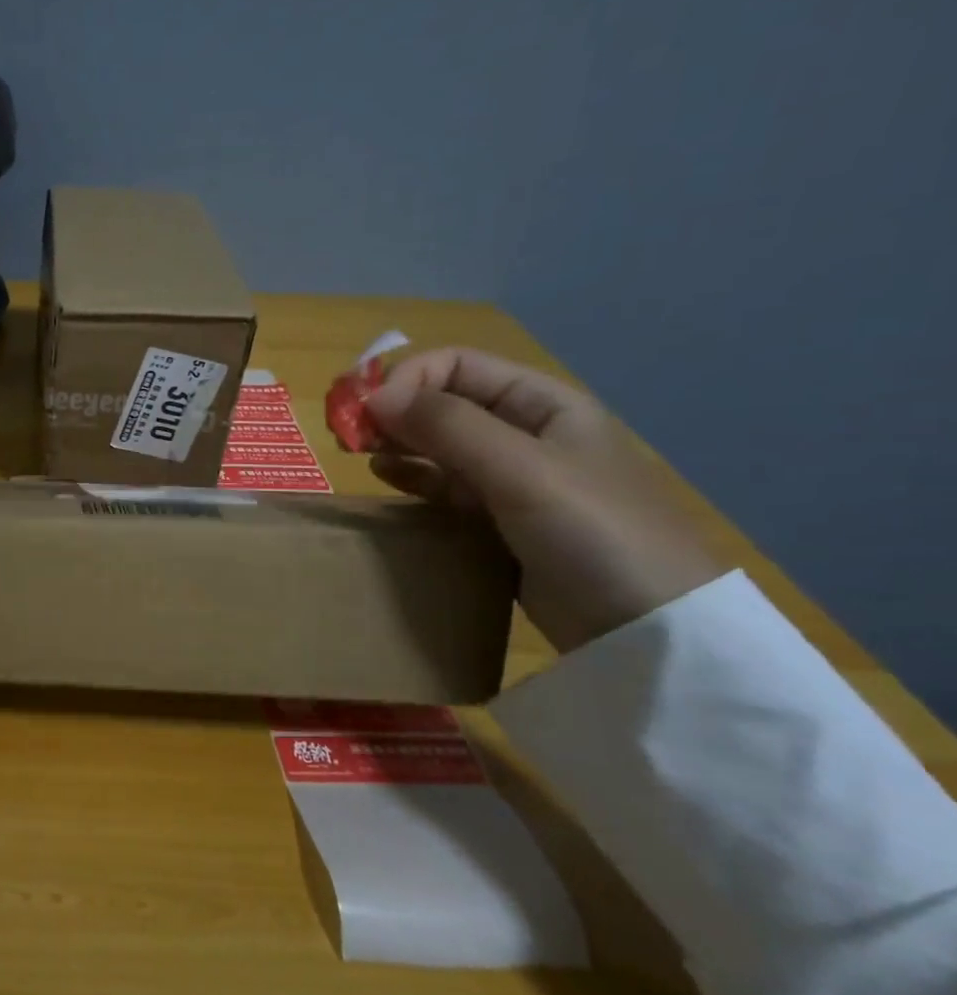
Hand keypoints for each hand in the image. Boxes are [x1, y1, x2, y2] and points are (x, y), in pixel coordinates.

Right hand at [364, 349, 723, 652]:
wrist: (647, 628)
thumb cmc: (593, 531)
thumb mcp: (521, 469)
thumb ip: (447, 426)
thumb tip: (373, 395)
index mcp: (542, 403)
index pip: (457, 366)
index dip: (407, 380)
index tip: (366, 413)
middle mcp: (524, 433)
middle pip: (444, 401)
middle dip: (393, 410)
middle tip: (347, 434)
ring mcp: (511, 479)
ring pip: (438, 444)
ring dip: (396, 441)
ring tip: (359, 455)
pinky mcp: (497, 520)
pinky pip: (443, 485)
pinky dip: (410, 477)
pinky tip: (385, 478)